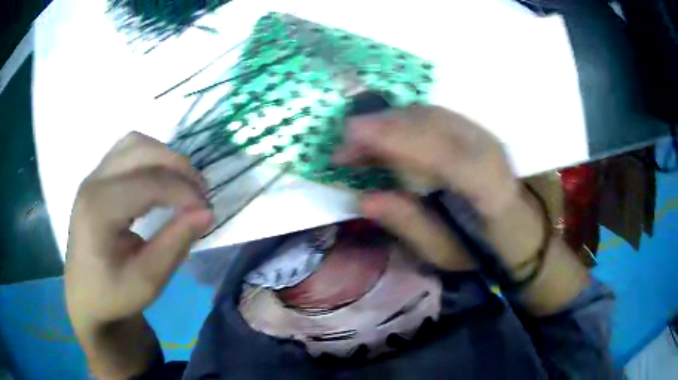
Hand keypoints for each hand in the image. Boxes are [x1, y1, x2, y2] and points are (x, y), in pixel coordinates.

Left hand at [65, 132, 213, 329]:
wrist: (85, 295)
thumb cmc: (113, 295)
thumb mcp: (147, 282)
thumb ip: (175, 244)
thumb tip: (206, 213)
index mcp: (98, 211)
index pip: (148, 184)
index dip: (184, 192)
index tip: (208, 212)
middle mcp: (93, 183)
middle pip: (141, 151)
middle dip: (178, 167)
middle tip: (200, 194)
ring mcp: (93, 176)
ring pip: (135, 143)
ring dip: (165, 158)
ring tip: (182, 184)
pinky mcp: (97, 178)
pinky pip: (128, 151)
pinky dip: (151, 158)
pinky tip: (160, 180)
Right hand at [335, 105, 543, 272]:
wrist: (519, 227)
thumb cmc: (483, 249)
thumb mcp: (445, 254)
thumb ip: (408, 226)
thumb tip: (363, 199)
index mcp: (491, 189)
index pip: (444, 155)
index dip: (397, 140)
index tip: (352, 136)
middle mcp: (490, 151)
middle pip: (433, 124)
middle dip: (382, 127)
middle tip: (343, 146)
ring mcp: (483, 134)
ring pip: (429, 114)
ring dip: (387, 121)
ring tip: (356, 140)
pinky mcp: (474, 129)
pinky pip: (432, 115)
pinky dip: (401, 120)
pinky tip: (381, 134)